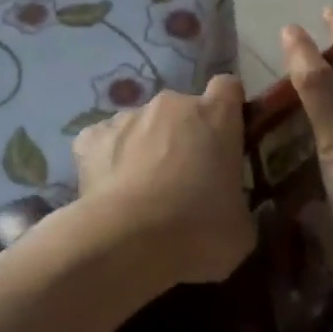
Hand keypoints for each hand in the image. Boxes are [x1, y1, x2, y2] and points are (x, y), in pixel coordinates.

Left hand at [72, 75, 255, 286]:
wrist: (129, 243)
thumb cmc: (199, 232)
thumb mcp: (240, 227)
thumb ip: (237, 202)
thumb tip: (228, 209)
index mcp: (217, 116)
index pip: (228, 88)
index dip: (227, 110)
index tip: (226, 137)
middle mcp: (173, 104)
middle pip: (182, 109)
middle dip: (184, 136)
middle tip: (184, 180)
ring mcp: (128, 117)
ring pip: (141, 125)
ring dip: (145, 147)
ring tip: (141, 192)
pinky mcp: (91, 137)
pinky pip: (104, 142)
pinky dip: (108, 160)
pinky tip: (110, 191)